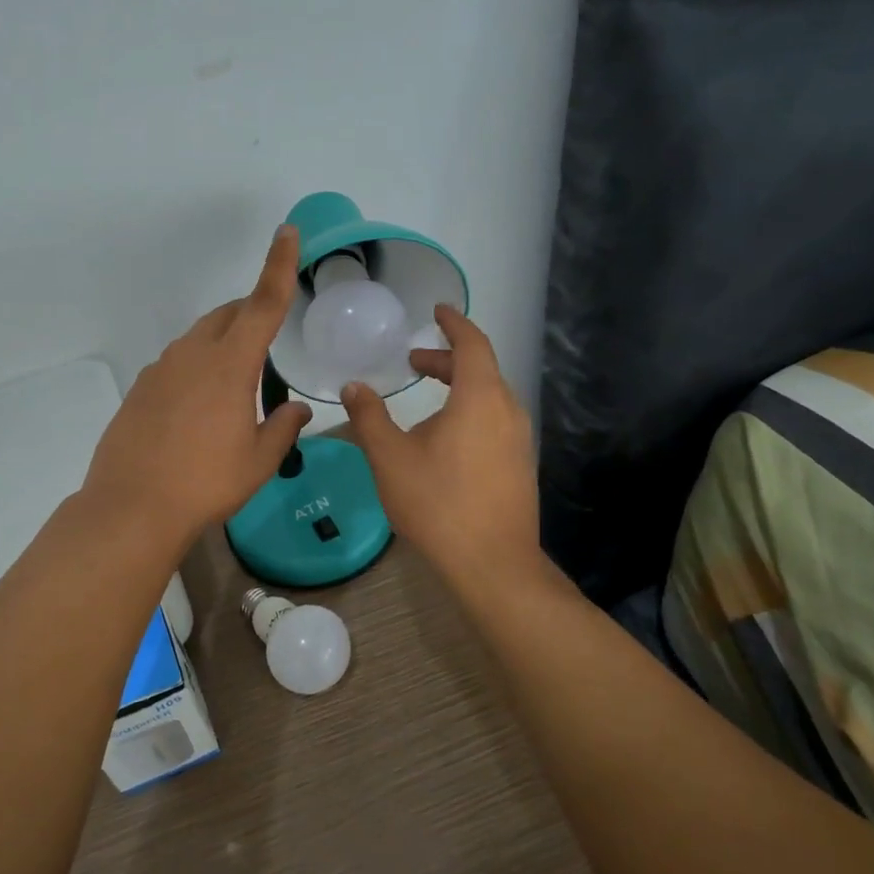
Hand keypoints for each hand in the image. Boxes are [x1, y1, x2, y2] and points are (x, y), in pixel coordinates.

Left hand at [82, 225, 313, 550]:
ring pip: (199, 338)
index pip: (263, 304)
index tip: (287, 232)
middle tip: (269, 339)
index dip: (278, 266)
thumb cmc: (206, 483)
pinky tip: (198, 408)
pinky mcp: (141, 388)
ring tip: (235, 384)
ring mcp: (161, 369)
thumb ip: (284, 428)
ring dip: (222, 344)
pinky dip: (196, 368)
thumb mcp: (258, 461)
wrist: (132, 507)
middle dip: (251, 314)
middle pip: (228, 316)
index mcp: (230, 365)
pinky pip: (176, 363)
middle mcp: (193, 355)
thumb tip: (297, 410)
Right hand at [340, 305, 539, 594]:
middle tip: (415, 362)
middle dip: (448, 359)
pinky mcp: (520, 465)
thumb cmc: (437, 502)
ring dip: (459, 387)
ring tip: (427, 398)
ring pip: (489, 397)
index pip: (472, 343)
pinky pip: (495, 421)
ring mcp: (519, 440)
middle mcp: (507, 410)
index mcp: (479, 397)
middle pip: (481, 369)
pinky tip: (446, 438)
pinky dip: (470, 411)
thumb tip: (353, 387)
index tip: (437, 311)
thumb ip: (369, 417)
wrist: (492, 563)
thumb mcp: (390, 457)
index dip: (454, 323)